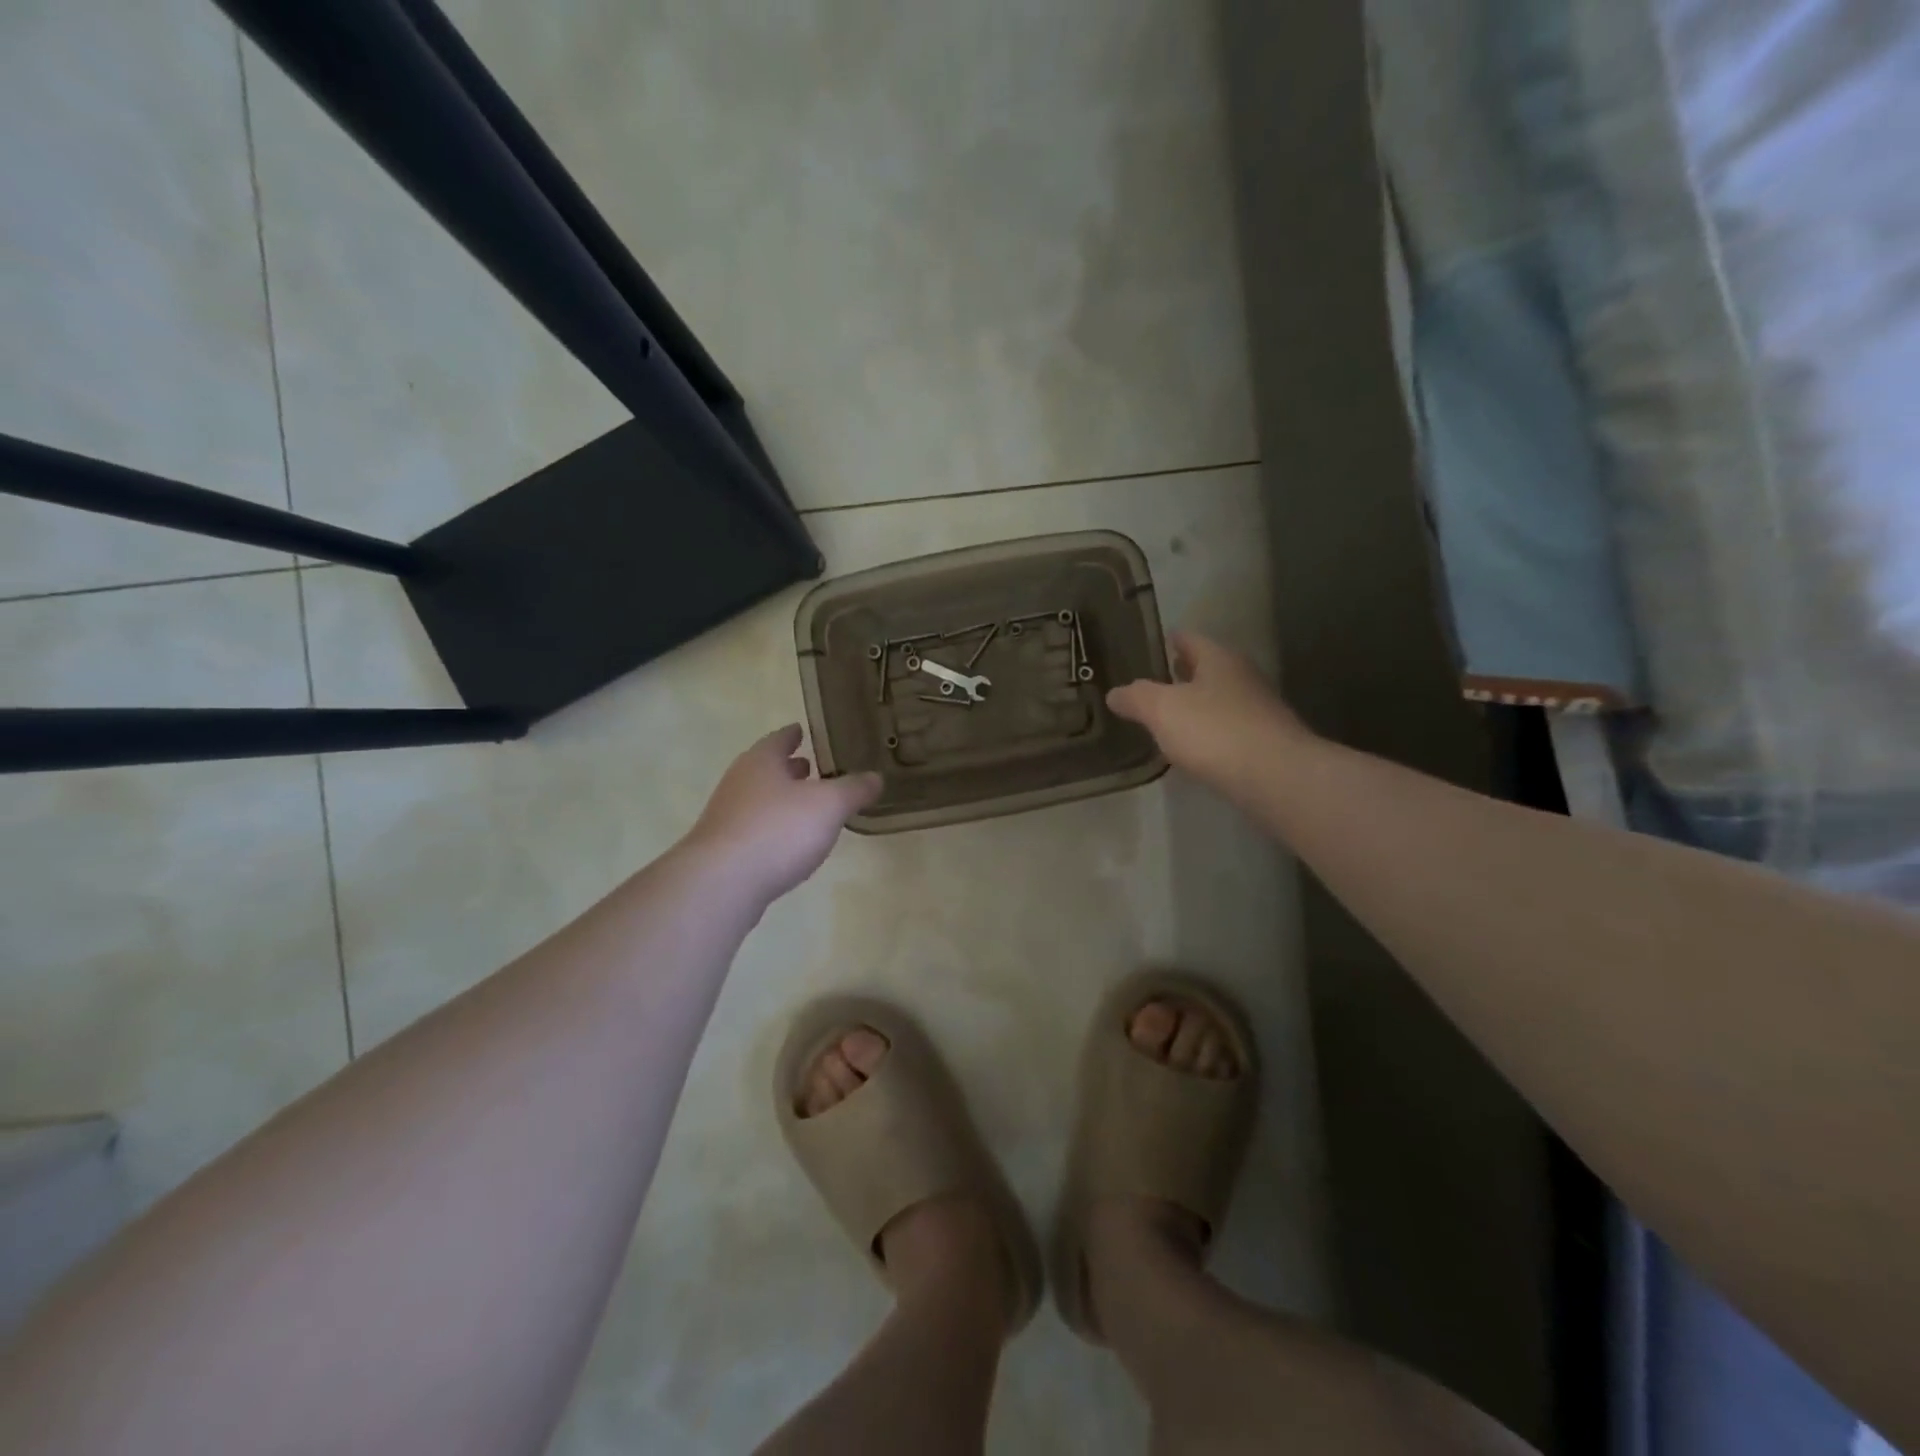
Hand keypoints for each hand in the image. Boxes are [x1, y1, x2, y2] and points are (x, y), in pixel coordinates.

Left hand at [683, 726, 881, 903]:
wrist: (722, 883)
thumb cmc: (778, 830)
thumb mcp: (829, 805)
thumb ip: (854, 789)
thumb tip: (875, 778)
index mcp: (762, 761)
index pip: (779, 739)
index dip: (793, 734)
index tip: (803, 731)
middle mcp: (739, 782)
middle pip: (767, 769)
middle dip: (789, 768)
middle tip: (813, 768)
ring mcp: (727, 817)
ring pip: (760, 799)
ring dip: (782, 799)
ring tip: (807, 805)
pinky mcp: (724, 850)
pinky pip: (755, 829)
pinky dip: (774, 828)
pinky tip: (790, 843)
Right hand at [1107, 632, 1311, 792]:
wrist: (1276, 777)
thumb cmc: (1214, 731)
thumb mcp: (1162, 710)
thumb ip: (1136, 697)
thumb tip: (1114, 693)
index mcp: (1219, 659)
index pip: (1191, 639)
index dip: (1172, 640)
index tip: (1157, 642)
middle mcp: (1243, 677)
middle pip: (1209, 668)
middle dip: (1185, 672)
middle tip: (1159, 677)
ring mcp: (1259, 710)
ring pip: (1220, 698)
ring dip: (1198, 702)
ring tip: (1171, 713)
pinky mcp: (1266, 742)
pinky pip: (1229, 728)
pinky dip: (1211, 730)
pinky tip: (1196, 746)